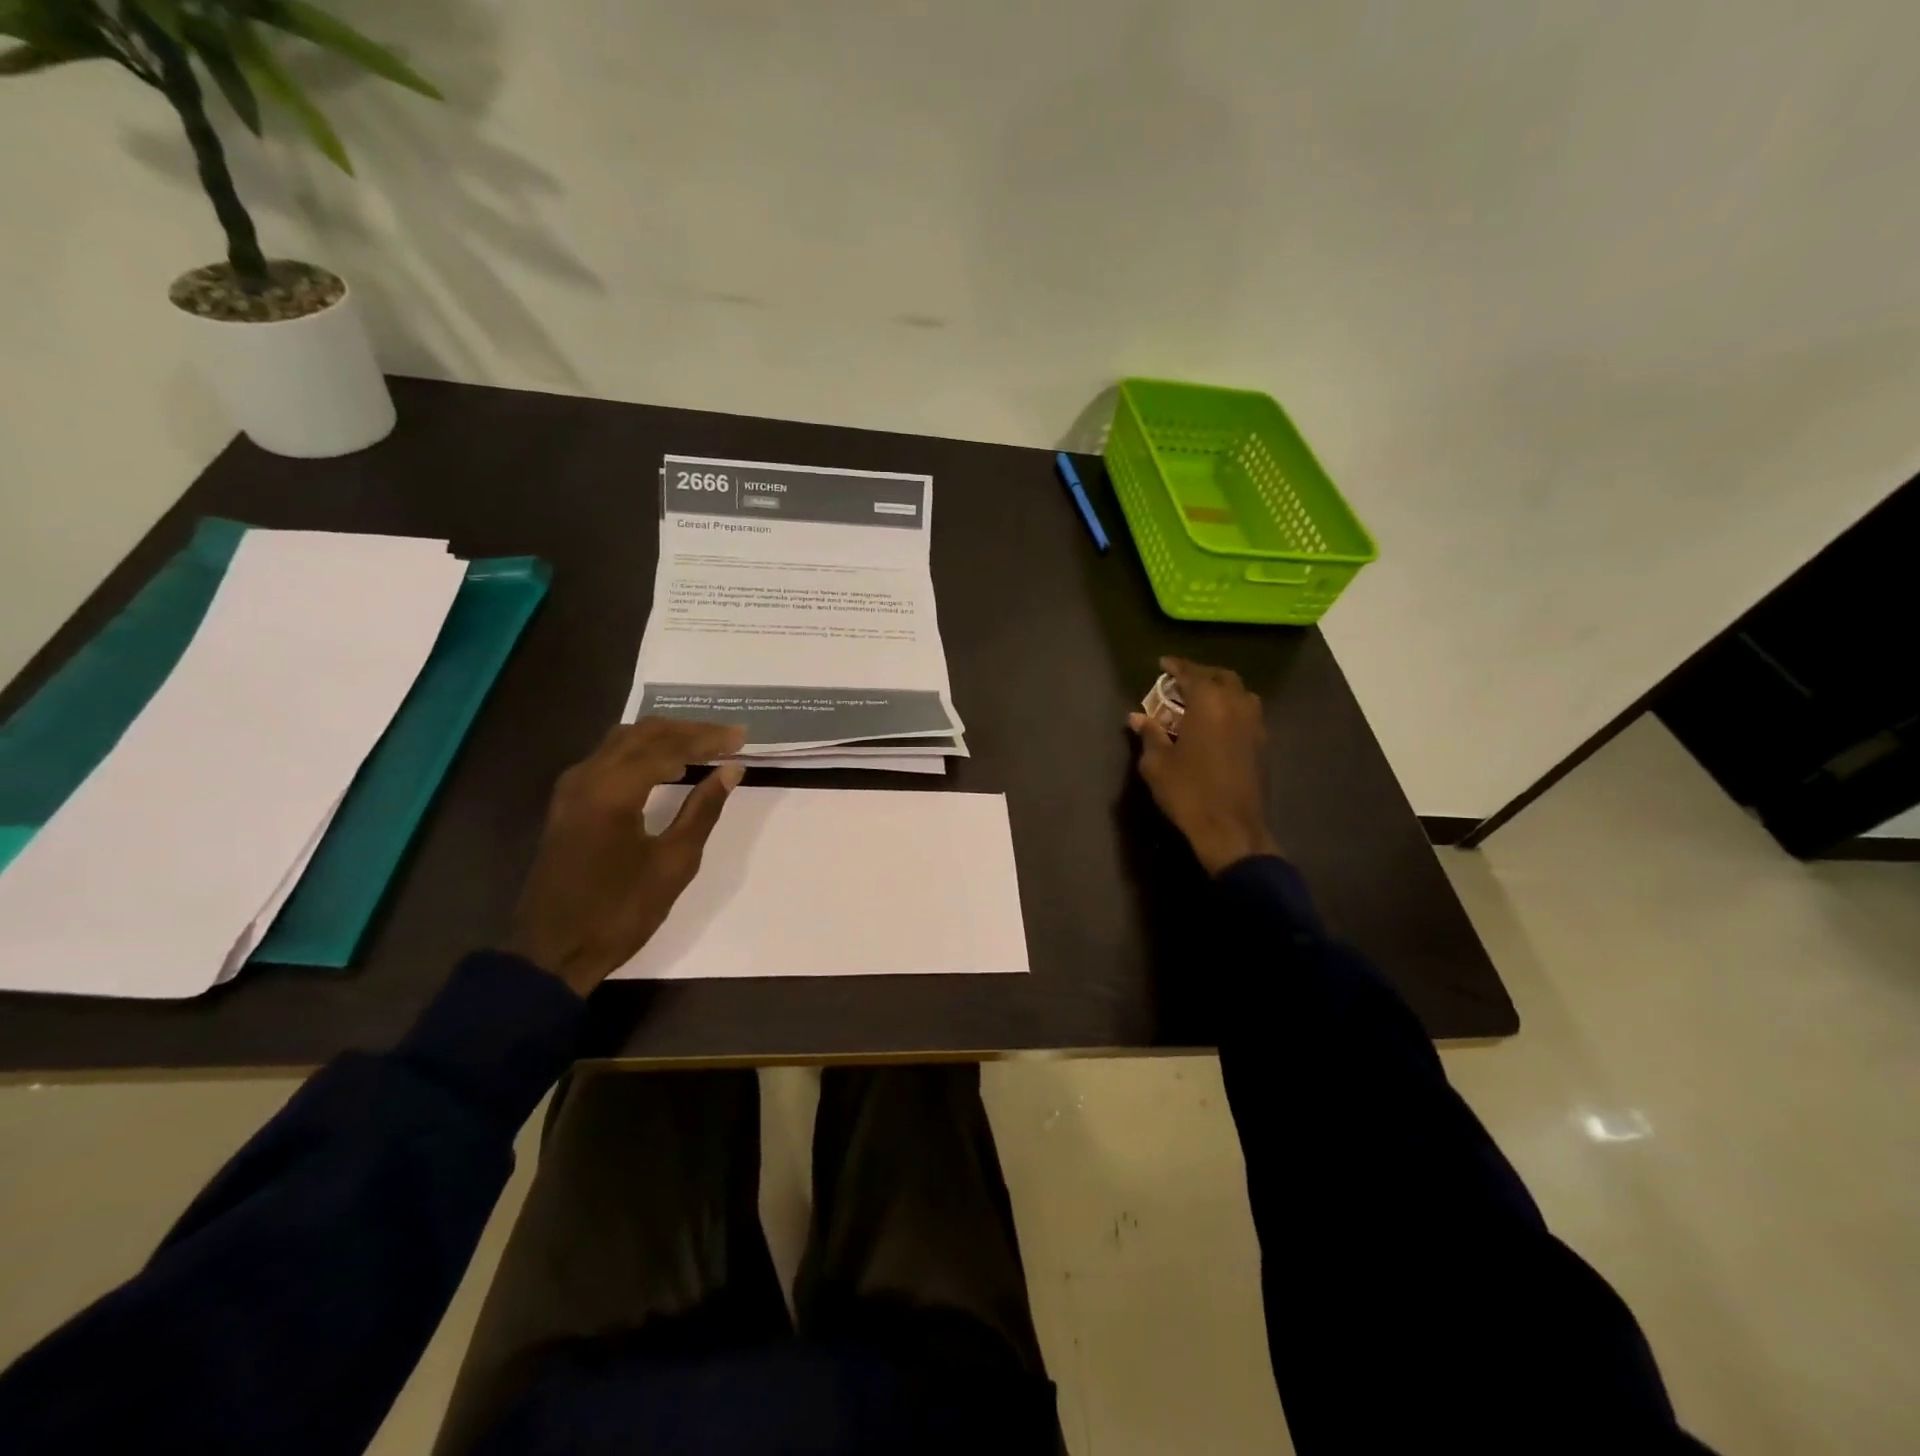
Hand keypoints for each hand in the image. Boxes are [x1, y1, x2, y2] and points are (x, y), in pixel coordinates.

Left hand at [506, 718, 746, 995]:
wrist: (551, 952)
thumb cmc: (619, 912)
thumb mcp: (673, 864)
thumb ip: (703, 810)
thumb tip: (731, 770)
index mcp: (612, 791)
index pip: (668, 747)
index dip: (708, 739)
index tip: (742, 738)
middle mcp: (586, 777)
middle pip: (643, 733)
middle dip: (689, 731)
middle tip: (728, 737)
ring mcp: (571, 789)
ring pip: (623, 741)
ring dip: (665, 738)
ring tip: (704, 746)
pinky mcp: (567, 803)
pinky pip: (608, 758)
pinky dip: (643, 752)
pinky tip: (666, 766)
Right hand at [1128, 657, 1281, 874]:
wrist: (1231, 829)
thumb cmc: (1188, 792)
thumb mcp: (1157, 764)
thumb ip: (1149, 735)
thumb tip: (1137, 717)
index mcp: (1209, 703)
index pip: (1192, 673)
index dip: (1176, 666)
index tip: (1163, 664)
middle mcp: (1236, 706)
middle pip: (1222, 677)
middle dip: (1201, 674)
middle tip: (1181, 682)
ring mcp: (1254, 725)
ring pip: (1240, 693)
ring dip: (1221, 689)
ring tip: (1201, 700)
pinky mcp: (1262, 745)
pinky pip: (1247, 713)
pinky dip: (1232, 708)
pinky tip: (1217, 724)